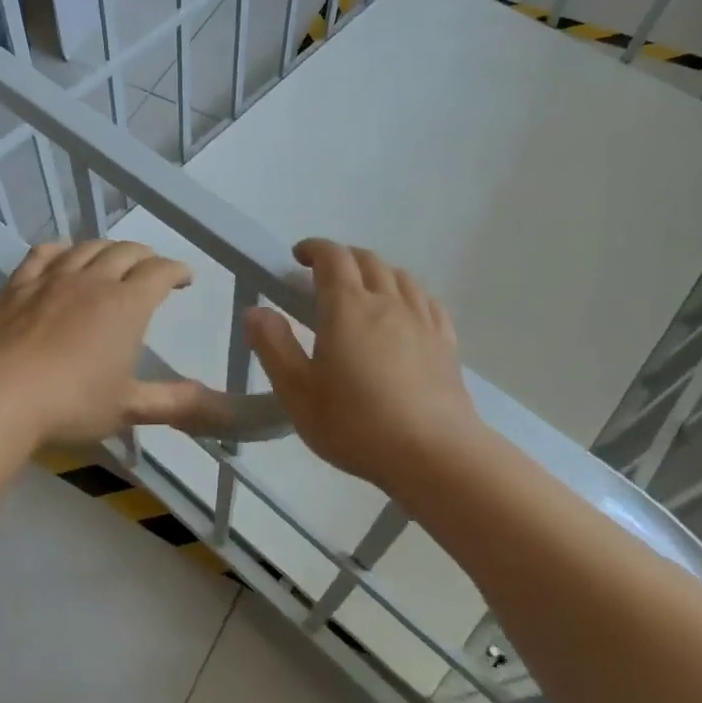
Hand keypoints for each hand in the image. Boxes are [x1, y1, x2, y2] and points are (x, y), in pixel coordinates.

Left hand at [0, 240, 222, 446]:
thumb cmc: (71, 403)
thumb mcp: (128, 407)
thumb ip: (173, 402)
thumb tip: (217, 405)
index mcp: (126, 305)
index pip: (159, 273)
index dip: (176, 271)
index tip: (184, 278)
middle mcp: (93, 281)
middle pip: (125, 252)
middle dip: (145, 255)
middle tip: (151, 267)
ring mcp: (52, 278)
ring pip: (86, 247)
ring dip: (106, 248)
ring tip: (112, 258)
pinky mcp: (18, 285)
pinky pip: (42, 254)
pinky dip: (61, 249)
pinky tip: (63, 255)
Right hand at [245, 239, 481, 491]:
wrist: (433, 453)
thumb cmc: (356, 424)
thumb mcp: (298, 392)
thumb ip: (273, 346)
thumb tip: (255, 310)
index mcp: (347, 307)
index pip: (332, 257)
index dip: (314, 249)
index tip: (298, 256)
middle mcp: (387, 302)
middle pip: (367, 261)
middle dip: (343, 258)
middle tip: (323, 275)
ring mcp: (421, 320)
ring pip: (399, 276)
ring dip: (376, 272)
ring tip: (362, 290)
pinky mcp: (445, 342)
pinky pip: (426, 301)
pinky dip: (408, 293)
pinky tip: (404, 311)